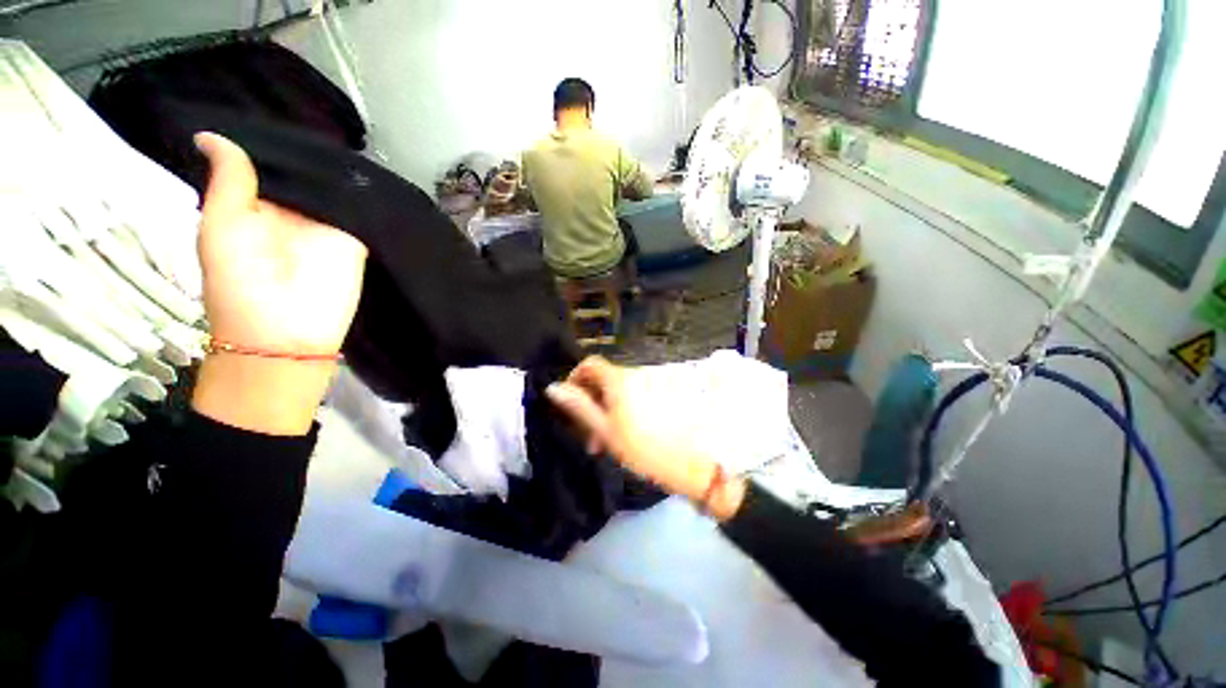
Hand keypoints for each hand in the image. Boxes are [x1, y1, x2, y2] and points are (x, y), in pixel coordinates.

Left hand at [191, 133, 366, 435]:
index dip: (275, 140)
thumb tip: (210, 134)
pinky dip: (363, 191)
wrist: (287, 334)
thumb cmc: (239, 284)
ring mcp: (329, 225)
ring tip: (346, 131)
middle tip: (319, 111)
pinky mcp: (357, 240)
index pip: (270, 164)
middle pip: (306, 172)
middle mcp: (294, 212)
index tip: (280, 107)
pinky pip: (361, 210)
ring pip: (335, 188)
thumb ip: (228, 183)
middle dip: (312, 149)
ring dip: (340, 167)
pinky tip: (367, 166)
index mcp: (257, 206)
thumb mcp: (222, 227)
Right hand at [546, 356, 745, 520]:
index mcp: (619, 380)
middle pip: (604, 380)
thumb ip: (579, 407)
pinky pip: (635, 396)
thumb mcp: (606, 431)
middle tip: (588, 434)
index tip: (570, 403)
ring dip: (607, 410)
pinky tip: (627, 435)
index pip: (590, 364)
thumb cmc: (644, 449)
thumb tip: (553, 388)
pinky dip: (624, 410)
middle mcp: (635, 375)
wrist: (694, 462)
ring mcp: (651, 385)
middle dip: (591, 402)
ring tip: (607, 442)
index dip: (575, 378)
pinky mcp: (663, 396)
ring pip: (619, 391)